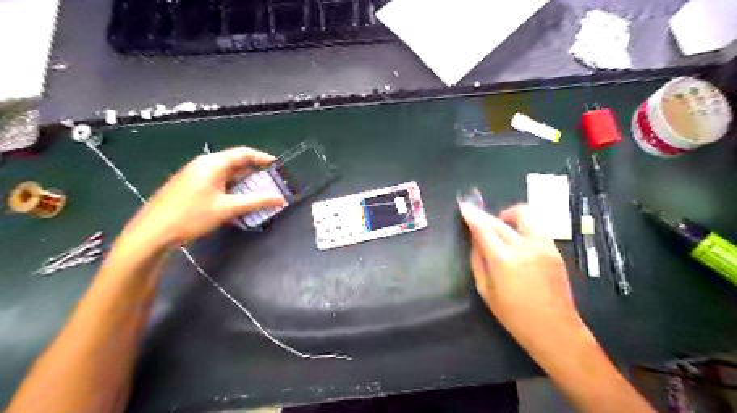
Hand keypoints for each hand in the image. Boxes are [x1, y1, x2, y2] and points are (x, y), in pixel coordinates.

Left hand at [121, 145, 283, 247]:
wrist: (152, 232)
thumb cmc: (192, 216)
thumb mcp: (227, 208)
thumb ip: (256, 202)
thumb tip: (280, 199)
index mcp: (213, 163)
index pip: (244, 153)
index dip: (263, 158)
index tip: (279, 168)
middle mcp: (204, 164)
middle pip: (235, 163)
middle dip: (255, 174)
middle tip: (271, 185)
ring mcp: (194, 175)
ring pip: (226, 174)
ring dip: (243, 184)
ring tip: (258, 196)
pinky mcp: (189, 186)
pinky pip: (216, 182)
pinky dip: (231, 189)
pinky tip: (236, 203)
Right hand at [459, 202, 584, 345]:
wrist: (555, 329)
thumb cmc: (514, 315)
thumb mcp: (486, 291)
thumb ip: (478, 261)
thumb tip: (475, 241)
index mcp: (504, 260)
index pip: (484, 228)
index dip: (472, 215)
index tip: (464, 206)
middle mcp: (525, 246)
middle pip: (500, 221)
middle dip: (485, 216)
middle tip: (477, 219)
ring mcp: (543, 245)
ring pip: (524, 215)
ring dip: (507, 216)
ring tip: (500, 227)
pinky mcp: (554, 249)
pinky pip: (535, 227)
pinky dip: (521, 226)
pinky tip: (516, 240)